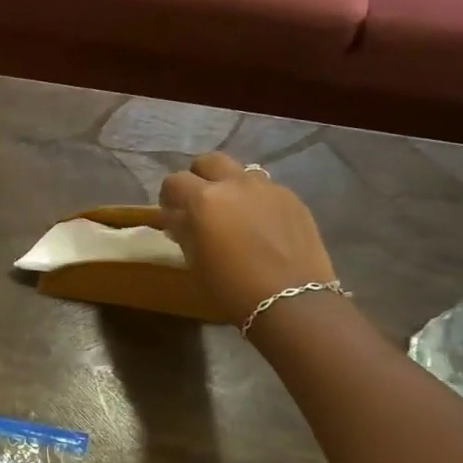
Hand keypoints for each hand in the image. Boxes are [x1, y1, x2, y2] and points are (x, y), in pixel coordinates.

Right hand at [158, 152, 336, 325]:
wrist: (292, 301)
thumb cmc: (232, 286)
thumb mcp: (195, 260)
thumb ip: (183, 230)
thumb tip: (176, 217)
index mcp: (204, 199)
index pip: (174, 181)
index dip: (168, 195)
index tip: (171, 212)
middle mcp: (235, 184)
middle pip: (209, 161)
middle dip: (200, 177)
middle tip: (200, 203)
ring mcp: (268, 188)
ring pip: (241, 172)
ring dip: (231, 186)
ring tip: (234, 213)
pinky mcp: (293, 199)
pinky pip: (267, 190)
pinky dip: (257, 201)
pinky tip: (261, 226)